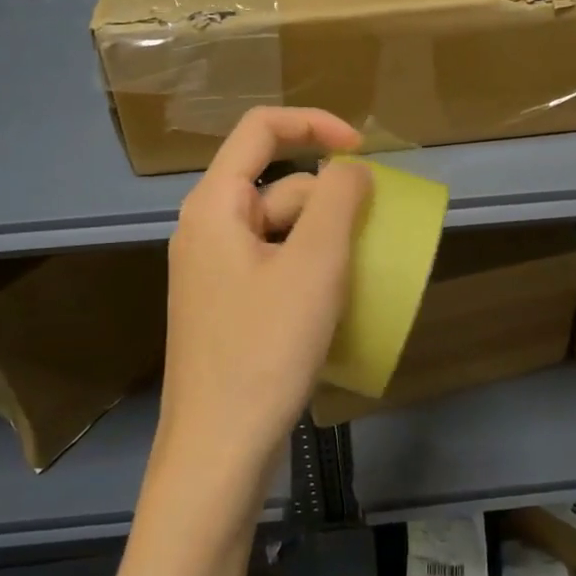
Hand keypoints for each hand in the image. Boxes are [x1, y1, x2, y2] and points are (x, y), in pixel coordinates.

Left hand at [155, 107, 371, 506]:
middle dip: (330, 202)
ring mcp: (215, 271)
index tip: (365, 151)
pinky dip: (310, 269)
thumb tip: (352, 167)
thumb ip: (339, 200)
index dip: (316, 124)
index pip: (261, 129)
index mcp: (215, 205)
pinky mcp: (228, 307)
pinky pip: (276, 265)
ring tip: (359, 277)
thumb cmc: (265, 349)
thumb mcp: (314, 265)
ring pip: (281, 229)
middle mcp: (207, 229)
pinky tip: (335, 303)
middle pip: (278, 185)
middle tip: (369, 243)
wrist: (218, 451)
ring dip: (326, 240)